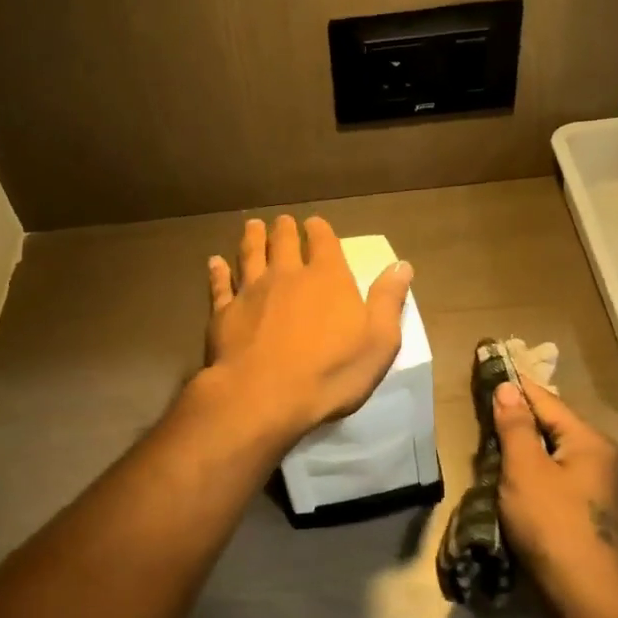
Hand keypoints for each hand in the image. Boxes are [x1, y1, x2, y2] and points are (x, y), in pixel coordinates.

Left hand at [201, 215, 413, 444]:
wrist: (264, 396)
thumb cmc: (331, 372)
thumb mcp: (379, 341)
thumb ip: (388, 301)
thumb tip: (402, 265)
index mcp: (327, 278)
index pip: (323, 242)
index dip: (319, 231)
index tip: (314, 223)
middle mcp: (287, 275)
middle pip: (283, 242)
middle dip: (284, 229)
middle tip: (282, 221)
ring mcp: (251, 292)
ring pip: (249, 255)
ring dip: (252, 239)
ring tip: (252, 226)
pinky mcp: (223, 313)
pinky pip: (220, 285)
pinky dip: (218, 271)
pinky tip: (215, 262)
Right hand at [492, 376, 617, 601]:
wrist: (580, 588)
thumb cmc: (551, 522)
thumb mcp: (525, 469)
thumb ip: (515, 427)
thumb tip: (507, 389)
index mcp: (588, 440)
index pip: (546, 401)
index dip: (516, 386)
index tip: (490, 367)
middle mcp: (596, 455)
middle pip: (550, 424)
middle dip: (516, 417)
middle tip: (481, 406)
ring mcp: (590, 483)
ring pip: (547, 450)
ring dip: (519, 445)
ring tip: (487, 436)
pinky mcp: (579, 505)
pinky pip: (549, 472)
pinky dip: (527, 468)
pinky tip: (506, 472)